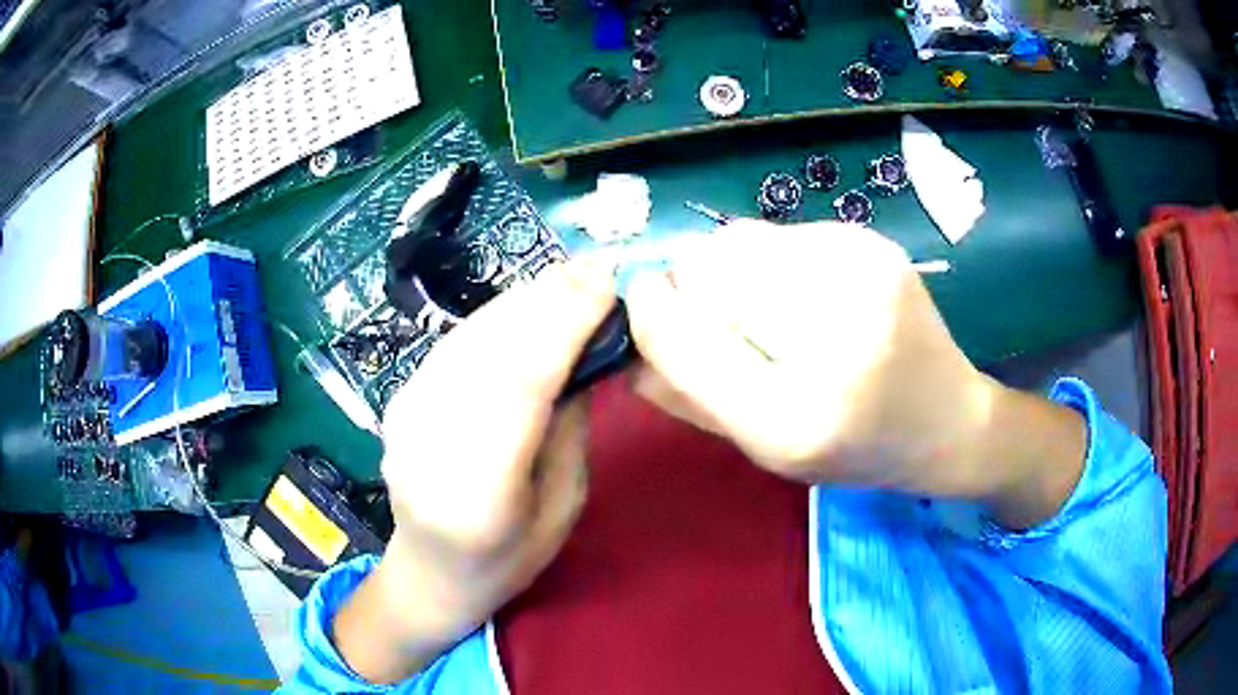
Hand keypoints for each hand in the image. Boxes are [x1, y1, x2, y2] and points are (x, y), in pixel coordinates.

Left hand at [333, 260, 615, 683]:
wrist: (430, 572)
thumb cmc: (508, 557)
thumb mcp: (563, 504)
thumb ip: (569, 423)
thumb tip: (588, 345)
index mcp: (476, 491)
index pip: (518, 386)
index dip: (562, 325)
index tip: (606, 286)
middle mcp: (428, 443)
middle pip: (489, 349)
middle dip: (547, 300)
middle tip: (596, 269)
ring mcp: (404, 415)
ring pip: (469, 336)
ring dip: (524, 299)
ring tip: (571, 278)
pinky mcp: (398, 397)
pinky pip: (455, 343)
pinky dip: (498, 316)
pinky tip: (529, 303)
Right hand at [626, 221, 1084, 524]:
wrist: (946, 420)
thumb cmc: (853, 451)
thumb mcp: (765, 449)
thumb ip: (690, 399)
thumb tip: (625, 344)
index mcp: (795, 417)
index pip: (682, 336)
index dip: (651, 312)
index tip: (645, 306)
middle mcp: (832, 337)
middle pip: (707, 266)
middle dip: (697, 289)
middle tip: (730, 323)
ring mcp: (860, 276)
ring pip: (740, 239)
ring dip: (735, 271)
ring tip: (778, 309)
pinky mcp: (873, 243)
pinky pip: (783, 233)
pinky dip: (776, 260)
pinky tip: (814, 293)